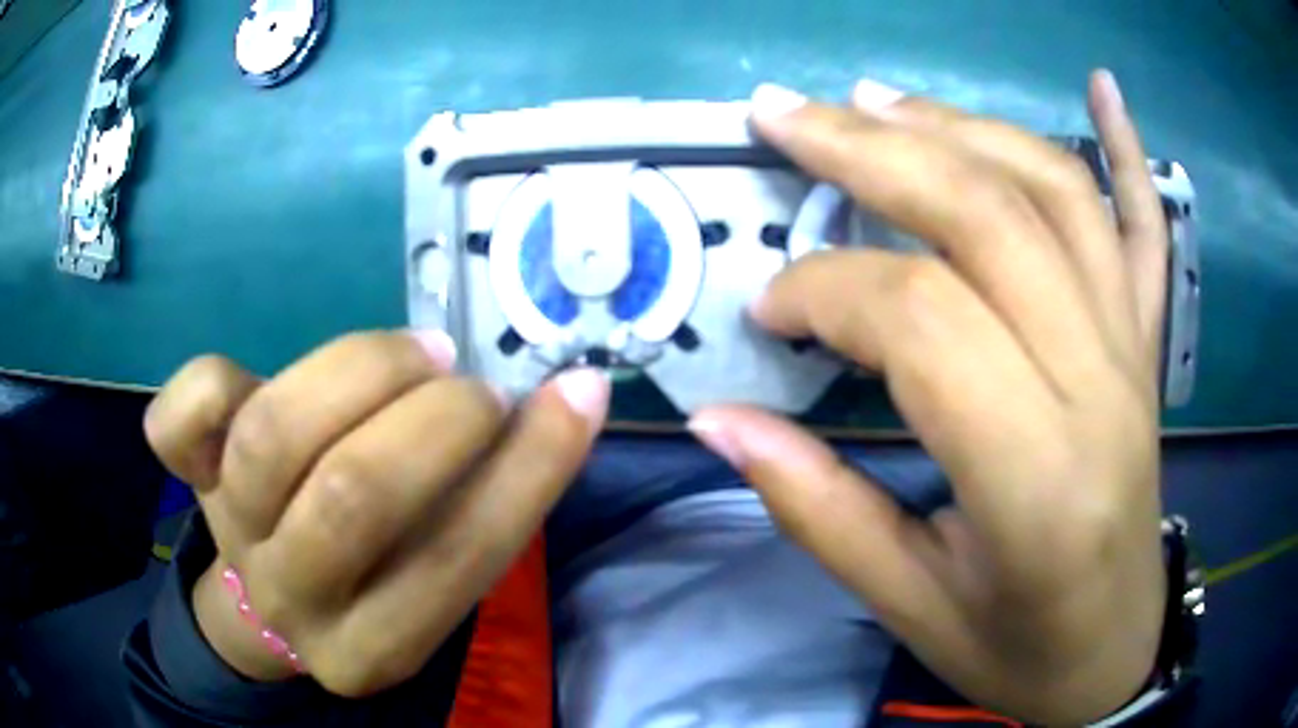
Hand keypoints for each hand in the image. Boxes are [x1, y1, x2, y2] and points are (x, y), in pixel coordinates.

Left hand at [144, 331, 608, 695]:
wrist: (264, 605)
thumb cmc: (367, 583)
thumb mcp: (431, 577)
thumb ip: (482, 505)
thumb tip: (555, 405)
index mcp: (374, 646)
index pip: (455, 561)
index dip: (527, 469)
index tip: (576, 394)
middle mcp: (294, 600)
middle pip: (352, 495)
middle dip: (435, 419)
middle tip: (471, 385)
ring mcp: (230, 533)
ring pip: (272, 434)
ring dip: (360, 370)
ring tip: (414, 353)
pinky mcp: (188, 478)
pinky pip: (178, 420)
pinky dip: (213, 380)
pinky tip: (259, 376)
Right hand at [690, 71, 1167, 724]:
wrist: (1111, 654)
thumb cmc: (1016, 649)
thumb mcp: (908, 608)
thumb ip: (818, 511)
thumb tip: (719, 424)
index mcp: (1037, 477)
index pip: (924, 320)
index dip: (827, 293)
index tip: (767, 311)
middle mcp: (1101, 387)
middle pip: (989, 217)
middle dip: (871, 151)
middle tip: (783, 116)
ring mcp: (1135, 352)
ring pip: (1057, 194)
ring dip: (960, 127)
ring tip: (878, 101)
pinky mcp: (1149, 345)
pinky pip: (1148, 228)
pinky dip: (1129, 149)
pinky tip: (1104, 89)